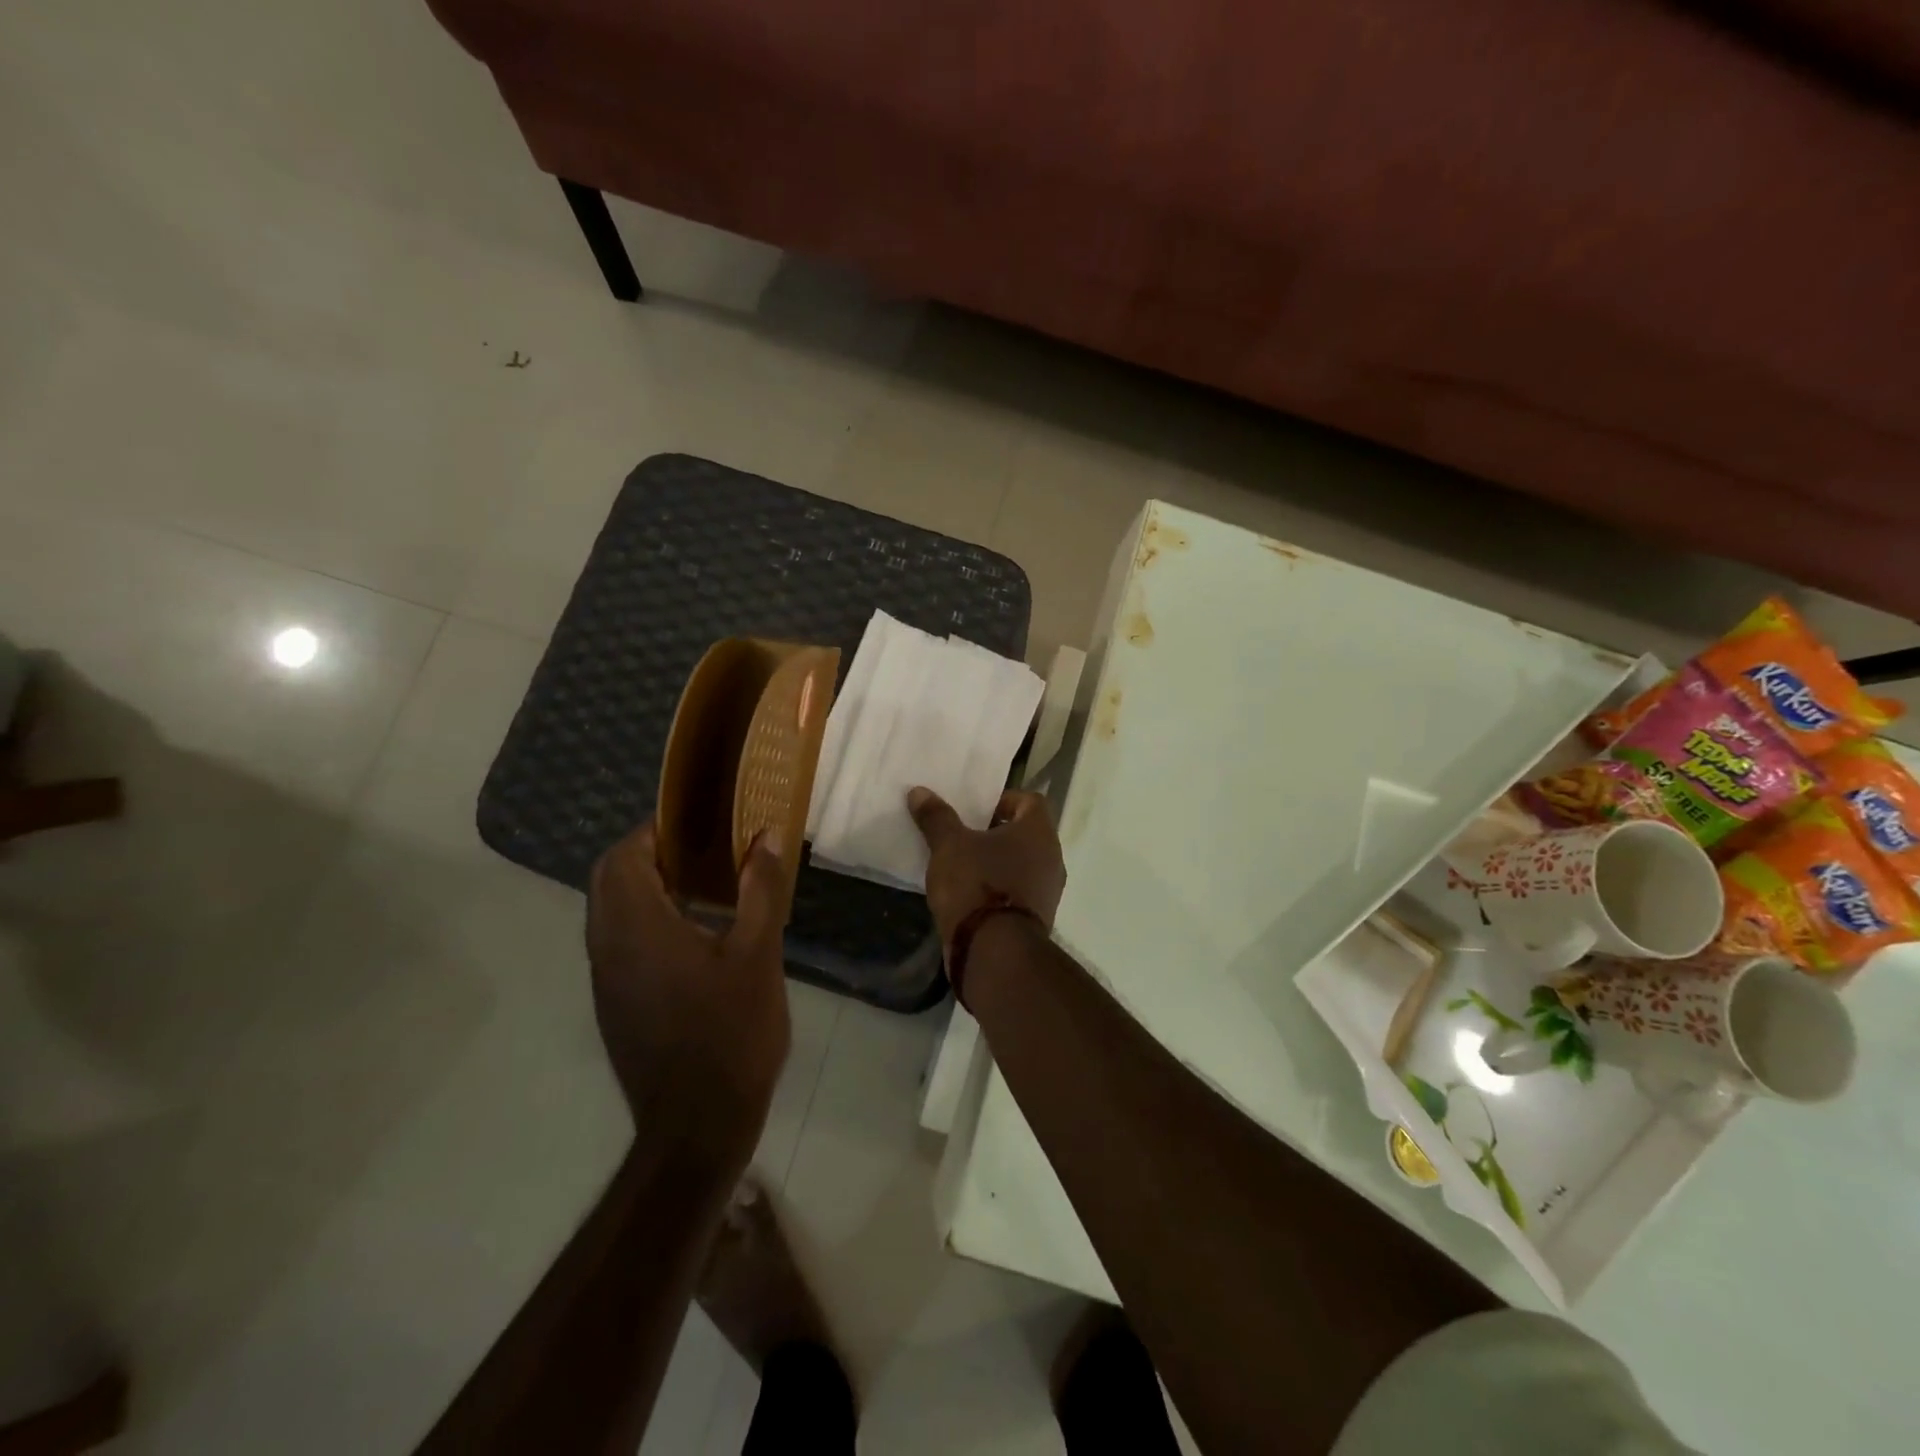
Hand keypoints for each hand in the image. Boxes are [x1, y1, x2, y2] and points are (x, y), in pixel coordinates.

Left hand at [586, 821, 790, 1176]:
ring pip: (609, 911)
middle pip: (609, 879)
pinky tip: (693, 934)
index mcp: (638, 928)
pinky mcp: (613, 1004)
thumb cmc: (731, 1034)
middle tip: (702, 851)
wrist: (697, 1125)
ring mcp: (605, 979)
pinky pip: (617, 940)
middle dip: (648, 854)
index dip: (653, 830)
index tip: (696, 823)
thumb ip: (760, 890)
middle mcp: (608, 948)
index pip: (622, 857)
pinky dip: (643, 919)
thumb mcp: (758, 954)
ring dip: (644, 886)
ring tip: (703, 885)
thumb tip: (765, 837)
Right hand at [907, 787, 1066, 950]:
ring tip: (963, 866)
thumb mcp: (948, 846)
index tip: (975, 810)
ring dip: (998, 863)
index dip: (1003, 800)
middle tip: (964, 835)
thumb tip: (920, 791)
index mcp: (1038, 832)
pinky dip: (999, 889)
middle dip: (996, 833)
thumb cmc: (977, 885)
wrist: (994, 952)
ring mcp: (1048, 891)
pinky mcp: (1037, 918)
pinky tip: (971, 896)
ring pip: (1023, 864)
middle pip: (1026, 834)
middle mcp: (1052, 858)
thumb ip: (936, 817)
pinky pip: (1018, 892)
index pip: (1029, 800)